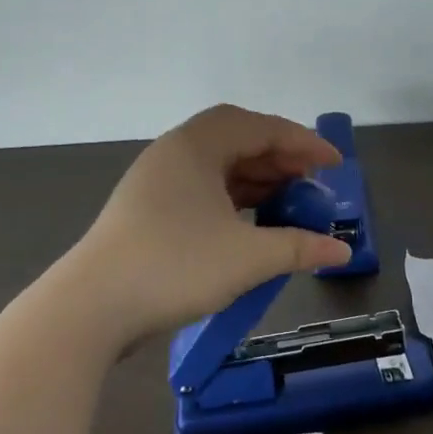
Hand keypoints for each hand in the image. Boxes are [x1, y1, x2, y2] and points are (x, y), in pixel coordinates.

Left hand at [63, 104, 352, 348]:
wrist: (91, 307)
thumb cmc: (174, 266)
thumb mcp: (246, 257)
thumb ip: (298, 247)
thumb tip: (340, 250)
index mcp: (195, 144)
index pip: (260, 127)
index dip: (303, 142)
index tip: (335, 164)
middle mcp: (175, 152)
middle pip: (238, 140)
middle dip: (280, 159)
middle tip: (313, 185)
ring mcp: (157, 180)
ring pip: (218, 166)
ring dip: (257, 180)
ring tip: (290, 204)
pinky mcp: (148, 209)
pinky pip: (202, 188)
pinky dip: (233, 199)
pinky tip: (253, 223)